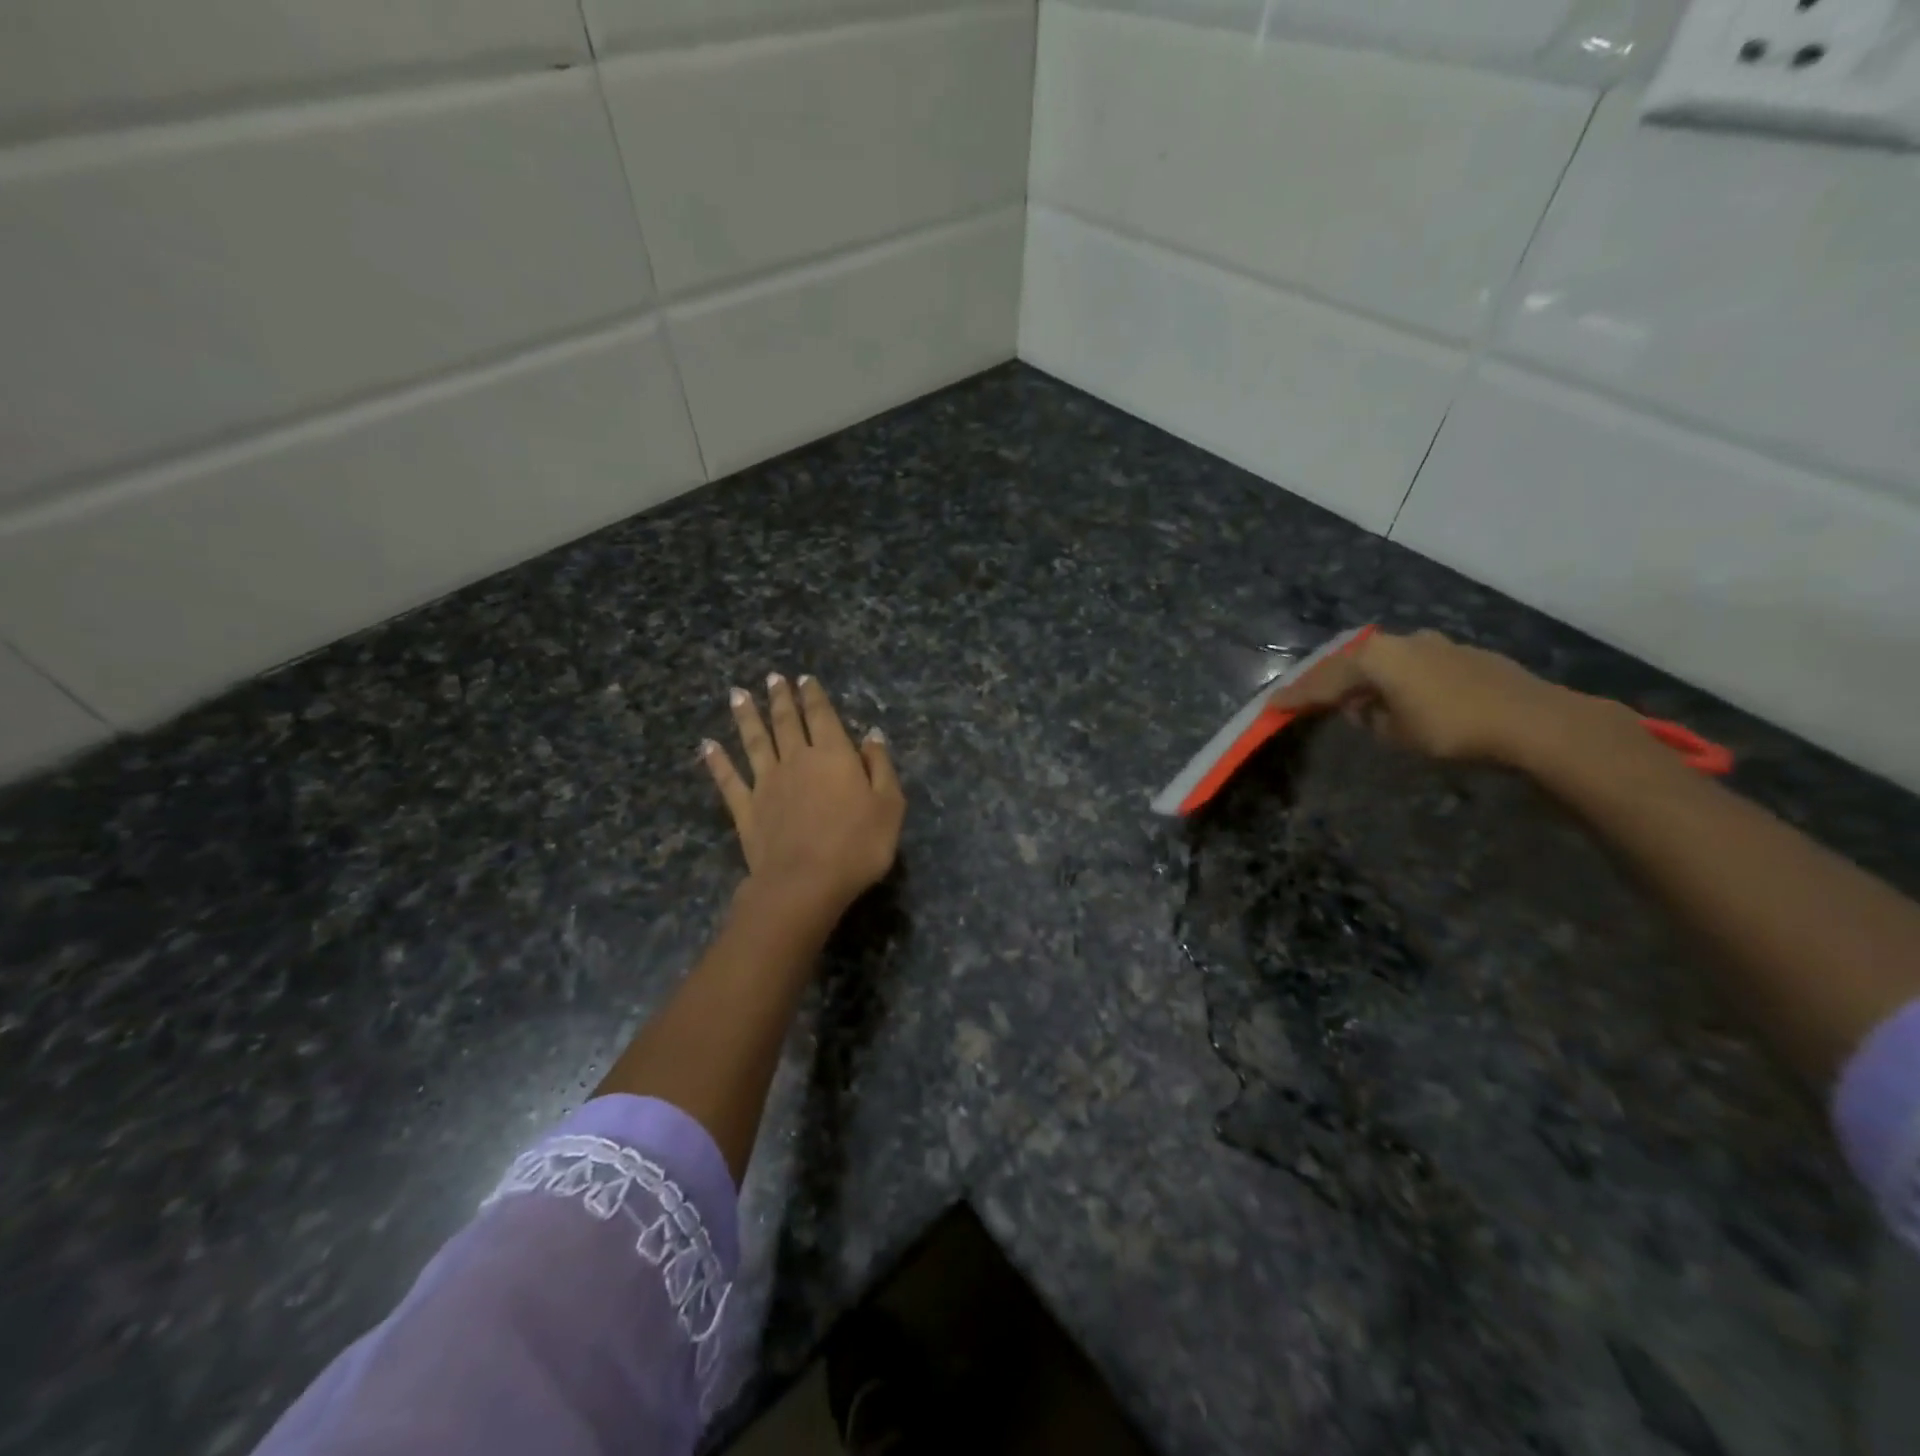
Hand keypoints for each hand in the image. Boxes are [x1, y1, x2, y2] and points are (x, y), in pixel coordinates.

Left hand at [702, 674, 905, 916]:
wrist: (805, 883)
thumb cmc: (857, 845)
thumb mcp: (889, 806)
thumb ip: (880, 767)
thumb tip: (872, 736)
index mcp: (834, 755)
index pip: (822, 716)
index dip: (814, 696)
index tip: (804, 679)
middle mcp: (796, 760)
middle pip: (786, 722)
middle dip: (781, 699)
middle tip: (773, 678)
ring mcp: (767, 784)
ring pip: (754, 742)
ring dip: (746, 717)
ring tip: (737, 694)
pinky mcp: (746, 809)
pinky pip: (729, 780)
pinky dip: (717, 761)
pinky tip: (707, 746)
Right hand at [1268, 630, 1642, 768]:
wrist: (1532, 720)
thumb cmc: (1452, 727)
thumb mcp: (1397, 732)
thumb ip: (1371, 718)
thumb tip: (1363, 709)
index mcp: (1376, 658)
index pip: (1324, 680)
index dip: (1297, 695)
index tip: (1272, 706)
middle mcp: (1400, 641)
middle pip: (1352, 663)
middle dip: (1329, 682)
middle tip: (1308, 699)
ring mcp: (1434, 644)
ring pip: (1385, 661)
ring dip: (1366, 679)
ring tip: (1355, 700)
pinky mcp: (1462, 654)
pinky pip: (1412, 664)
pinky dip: (1396, 679)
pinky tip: (1400, 695)